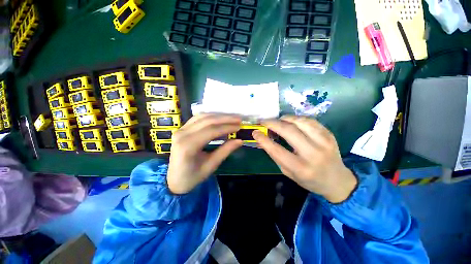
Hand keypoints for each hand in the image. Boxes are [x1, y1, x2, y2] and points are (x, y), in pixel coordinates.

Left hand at [167, 114, 242, 194]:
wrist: (173, 180)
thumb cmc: (192, 177)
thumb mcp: (211, 166)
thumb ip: (225, 151)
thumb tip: (240, 141)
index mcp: (188, 146)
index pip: (211, 131)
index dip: (227, 127)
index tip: (239, 126)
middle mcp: (182, 134)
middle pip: (207, 121)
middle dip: (225, 119)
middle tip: (238, 119)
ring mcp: (180, 130)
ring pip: (202, 117)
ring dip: (218, 116)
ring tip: (231, 117)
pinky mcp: (181, 129)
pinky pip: (197, 118)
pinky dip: (210, 117)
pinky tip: (219, 118)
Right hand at [253, 116, 356, 202]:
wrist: (337, 181)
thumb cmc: (309, 179)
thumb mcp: (288, 173)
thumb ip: (276, 156)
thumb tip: (263, 140)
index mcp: (301, 168)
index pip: (277, 150)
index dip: (263, 139)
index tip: (255, 132)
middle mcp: (313, 154)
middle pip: (289, 131)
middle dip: (273, 123)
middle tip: (263, 121)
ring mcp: (324, 142)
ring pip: (300, 122)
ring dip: (285, 118)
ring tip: (277, 121)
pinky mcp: (329, 134)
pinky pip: (310, 120)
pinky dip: (297, 118)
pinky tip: (291, 121)